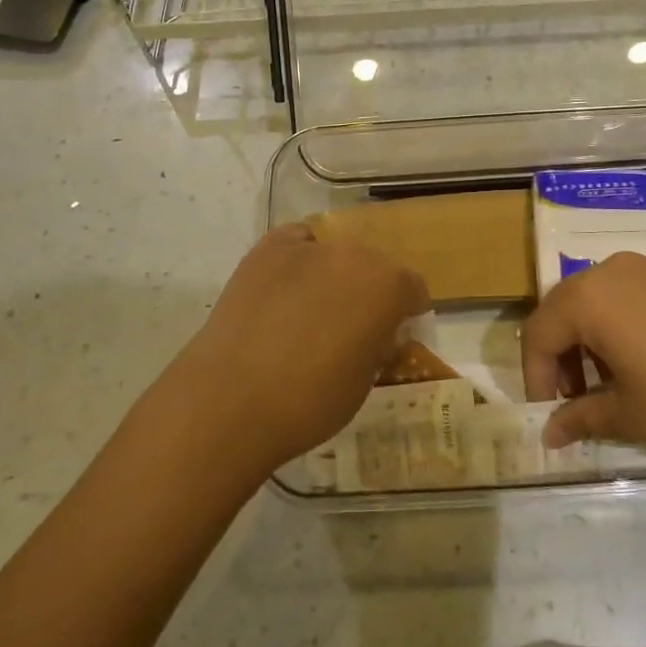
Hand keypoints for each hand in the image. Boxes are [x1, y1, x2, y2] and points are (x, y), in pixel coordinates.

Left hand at [167, 224, 428, 475]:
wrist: (232, 399)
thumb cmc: (310, 402)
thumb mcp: (365, 381)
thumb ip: (378, 346)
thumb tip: (374, 335)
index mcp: (389, 287)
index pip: (413, 289)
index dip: (406, 314)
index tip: (393, 337)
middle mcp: (356, 255)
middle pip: (374, 266)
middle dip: (369, 292)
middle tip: (351, 327)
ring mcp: (310, 247)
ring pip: (335, 255)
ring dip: (333, 277)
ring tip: (311, 311)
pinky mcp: (268, 249)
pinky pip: (296, 244)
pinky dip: (298, 261)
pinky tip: (286, 289)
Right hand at [521, 251, 645, 460]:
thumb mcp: (631, 416)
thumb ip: (580, 419)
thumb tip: (549, 434)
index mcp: (588, 298)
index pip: (537, 333)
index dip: (534, 377)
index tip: (548, 416)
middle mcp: (609, 271)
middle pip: (562, 311)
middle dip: (558, 358)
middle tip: (572, 402)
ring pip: (593, 303)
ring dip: (587, 344)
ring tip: (608, 389)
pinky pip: (625, 299)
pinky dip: (616, 330)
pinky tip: (641, 367)